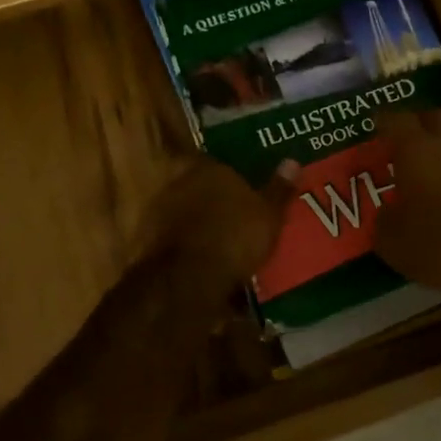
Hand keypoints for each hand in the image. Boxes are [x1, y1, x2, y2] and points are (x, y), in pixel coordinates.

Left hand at [137, 157, 299, 287]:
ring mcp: (159, 210)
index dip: (231, 176)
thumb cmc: (234, 237)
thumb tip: (293, 162)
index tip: (243, 190)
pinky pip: (172, 238)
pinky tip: (200, 263)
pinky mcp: (147, 240)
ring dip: (197, 224)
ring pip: (183, 211)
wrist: (186, 278)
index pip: (219, 163)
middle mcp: (179, 182)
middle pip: (199, 186)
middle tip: (234, 217)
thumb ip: (278, 189)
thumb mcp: (268, 215)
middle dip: (213, 200)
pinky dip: (184, 246)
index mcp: (209, 168)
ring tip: (219, 244)